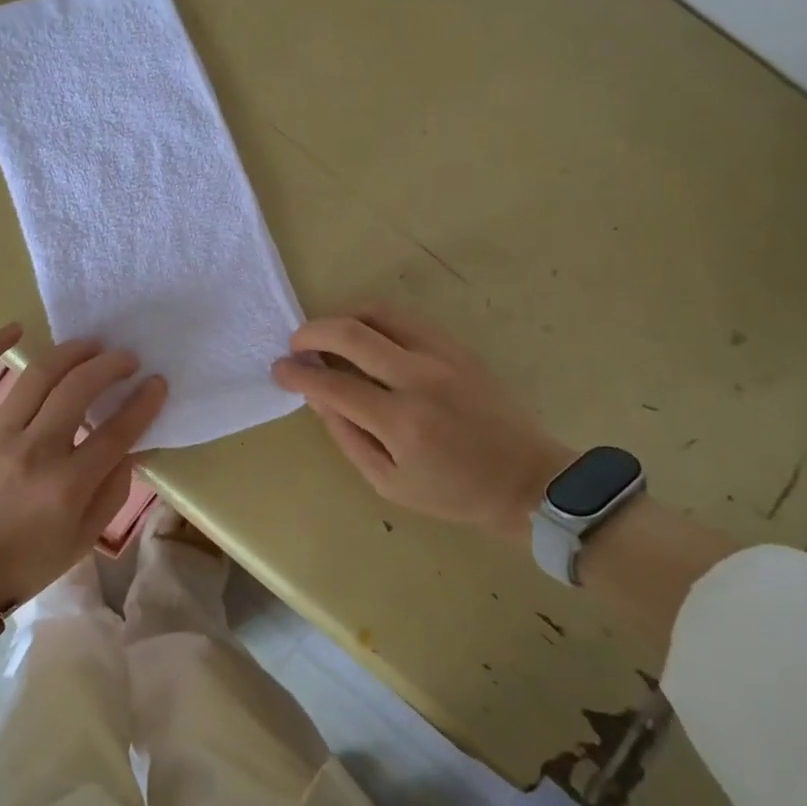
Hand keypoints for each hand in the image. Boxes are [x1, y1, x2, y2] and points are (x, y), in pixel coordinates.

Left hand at [0, 323, 166, 605]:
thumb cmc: (26, 561)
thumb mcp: (84, 538)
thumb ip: (113, 490)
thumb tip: (131, 445)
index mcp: (67, 485)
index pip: (118, 430)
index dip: (144, 402)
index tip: (157, 383)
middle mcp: (33, 450)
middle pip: (80, 389)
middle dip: (111, 366)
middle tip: (126, 359)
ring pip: (39, 373)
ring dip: (72, 351)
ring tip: (91, 346)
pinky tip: (16, 328)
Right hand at [271, 306, 572, 541]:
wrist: (528, 481)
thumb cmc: (453, 492)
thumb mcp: (388, 482)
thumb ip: (347, 435)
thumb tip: (316, 395)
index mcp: (401, 422)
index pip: (333, 384)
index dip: (297, 374)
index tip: (278, 370)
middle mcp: (419, 379)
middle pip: (351, 334)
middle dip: (312, 332)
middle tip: (296, 344)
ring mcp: (441, 356)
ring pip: (378, 313)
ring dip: (342, 318)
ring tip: (327, 336)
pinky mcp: (457, 347)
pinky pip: (405, 319)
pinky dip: (373, 321)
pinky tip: (364, 338)